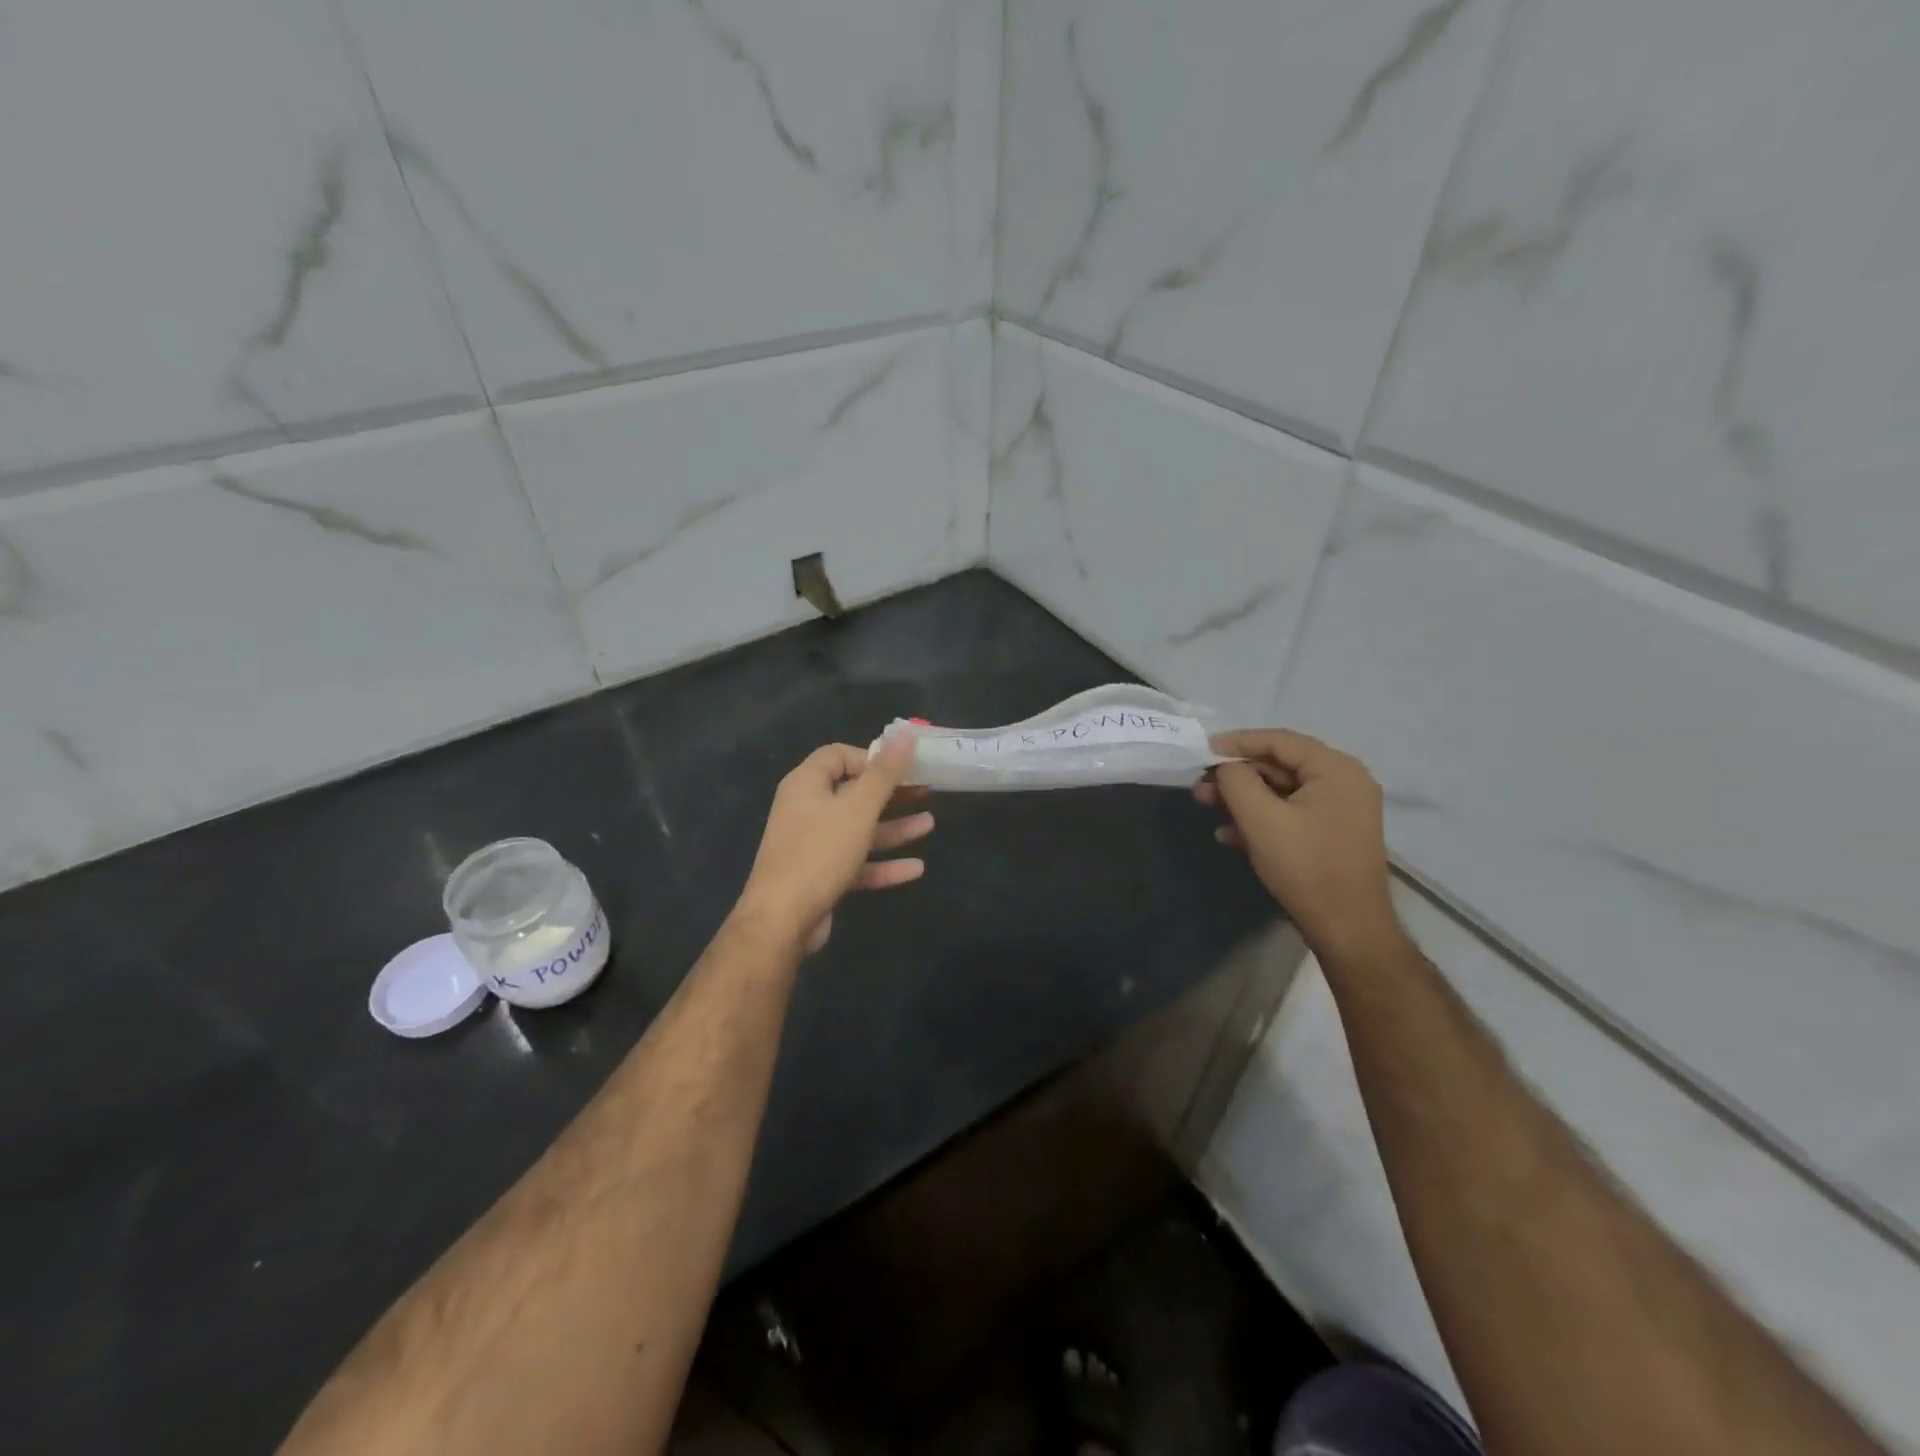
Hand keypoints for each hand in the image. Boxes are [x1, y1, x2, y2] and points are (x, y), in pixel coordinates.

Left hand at [735, 732, 932, 953]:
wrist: (782, 921)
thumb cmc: (820, 852)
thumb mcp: (858, 809)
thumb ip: (884, 773)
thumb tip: (906, 734)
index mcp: (806, 784)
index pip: (839, 755)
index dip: (871, 757)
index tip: (903, 766)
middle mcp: (806, 810)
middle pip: (853, 792)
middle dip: (891, 793)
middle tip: (926, 791)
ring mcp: (812, 845)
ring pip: (858, 829)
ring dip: (894, 827)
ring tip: (930, 824)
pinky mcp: (820, 877)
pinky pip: (856, 863)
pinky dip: (883, 863)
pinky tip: (916, 868)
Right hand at [1195, 729, 1404, 966]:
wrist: (1348, 929)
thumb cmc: (1305, 867)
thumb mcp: (1261, 819)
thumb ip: (1236, 781)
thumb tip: (1225, 767)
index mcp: (1336, 769)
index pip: (1279, 740)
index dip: (1236, 743)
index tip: (1201, 750)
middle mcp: (1344, 781)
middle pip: (1280, 765)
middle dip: (1236, 775)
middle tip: (1200, 784)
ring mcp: (1341, 809)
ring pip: (1281, 791)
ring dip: (1243, 798)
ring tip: (1206, 806)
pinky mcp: (1332, 833)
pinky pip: (1290, 813)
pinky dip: (1260, 818)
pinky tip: (1229, 835)